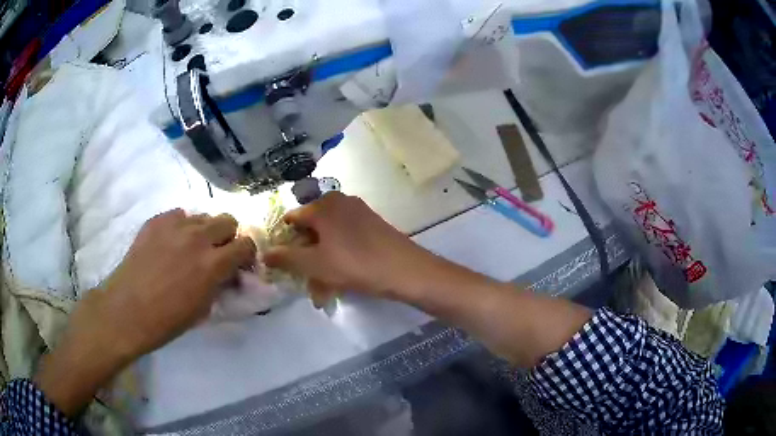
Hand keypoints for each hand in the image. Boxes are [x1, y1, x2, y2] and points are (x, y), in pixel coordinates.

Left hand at [35, 209, 255, 415]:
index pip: (245, 245)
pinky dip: (181, 227)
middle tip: (218, 253)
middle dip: (228, 237)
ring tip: (192, 248)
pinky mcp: (156, 221)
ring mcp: (175, 225)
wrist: (127, 310)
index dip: (247, 255)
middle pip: (227, 220)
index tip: (240, 265)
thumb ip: (220, 285)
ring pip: (202, 216)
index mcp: (213, 264)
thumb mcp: (204, 309)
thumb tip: (229, 274)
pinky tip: (171, 244)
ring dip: (204, 231)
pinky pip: (178, 215)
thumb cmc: (167, 320)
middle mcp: (198, 237)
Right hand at [264, 192, 442, 301]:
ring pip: (329, 240)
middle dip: (306, 259)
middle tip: (306, 283)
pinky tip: (340, 281)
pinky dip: (338, 259)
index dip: (284, 241)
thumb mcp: (314, 264)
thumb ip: (286, 258)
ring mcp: (358, 212)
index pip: (292, 219)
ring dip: (322, 265)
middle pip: (312, 231)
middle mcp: (339, 202)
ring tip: (323, 291)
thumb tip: (264, 254)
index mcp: (323, 206)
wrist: (405, 270)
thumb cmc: (355, 264)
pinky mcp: (372, 224)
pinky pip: (346, 241)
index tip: (283, 263)